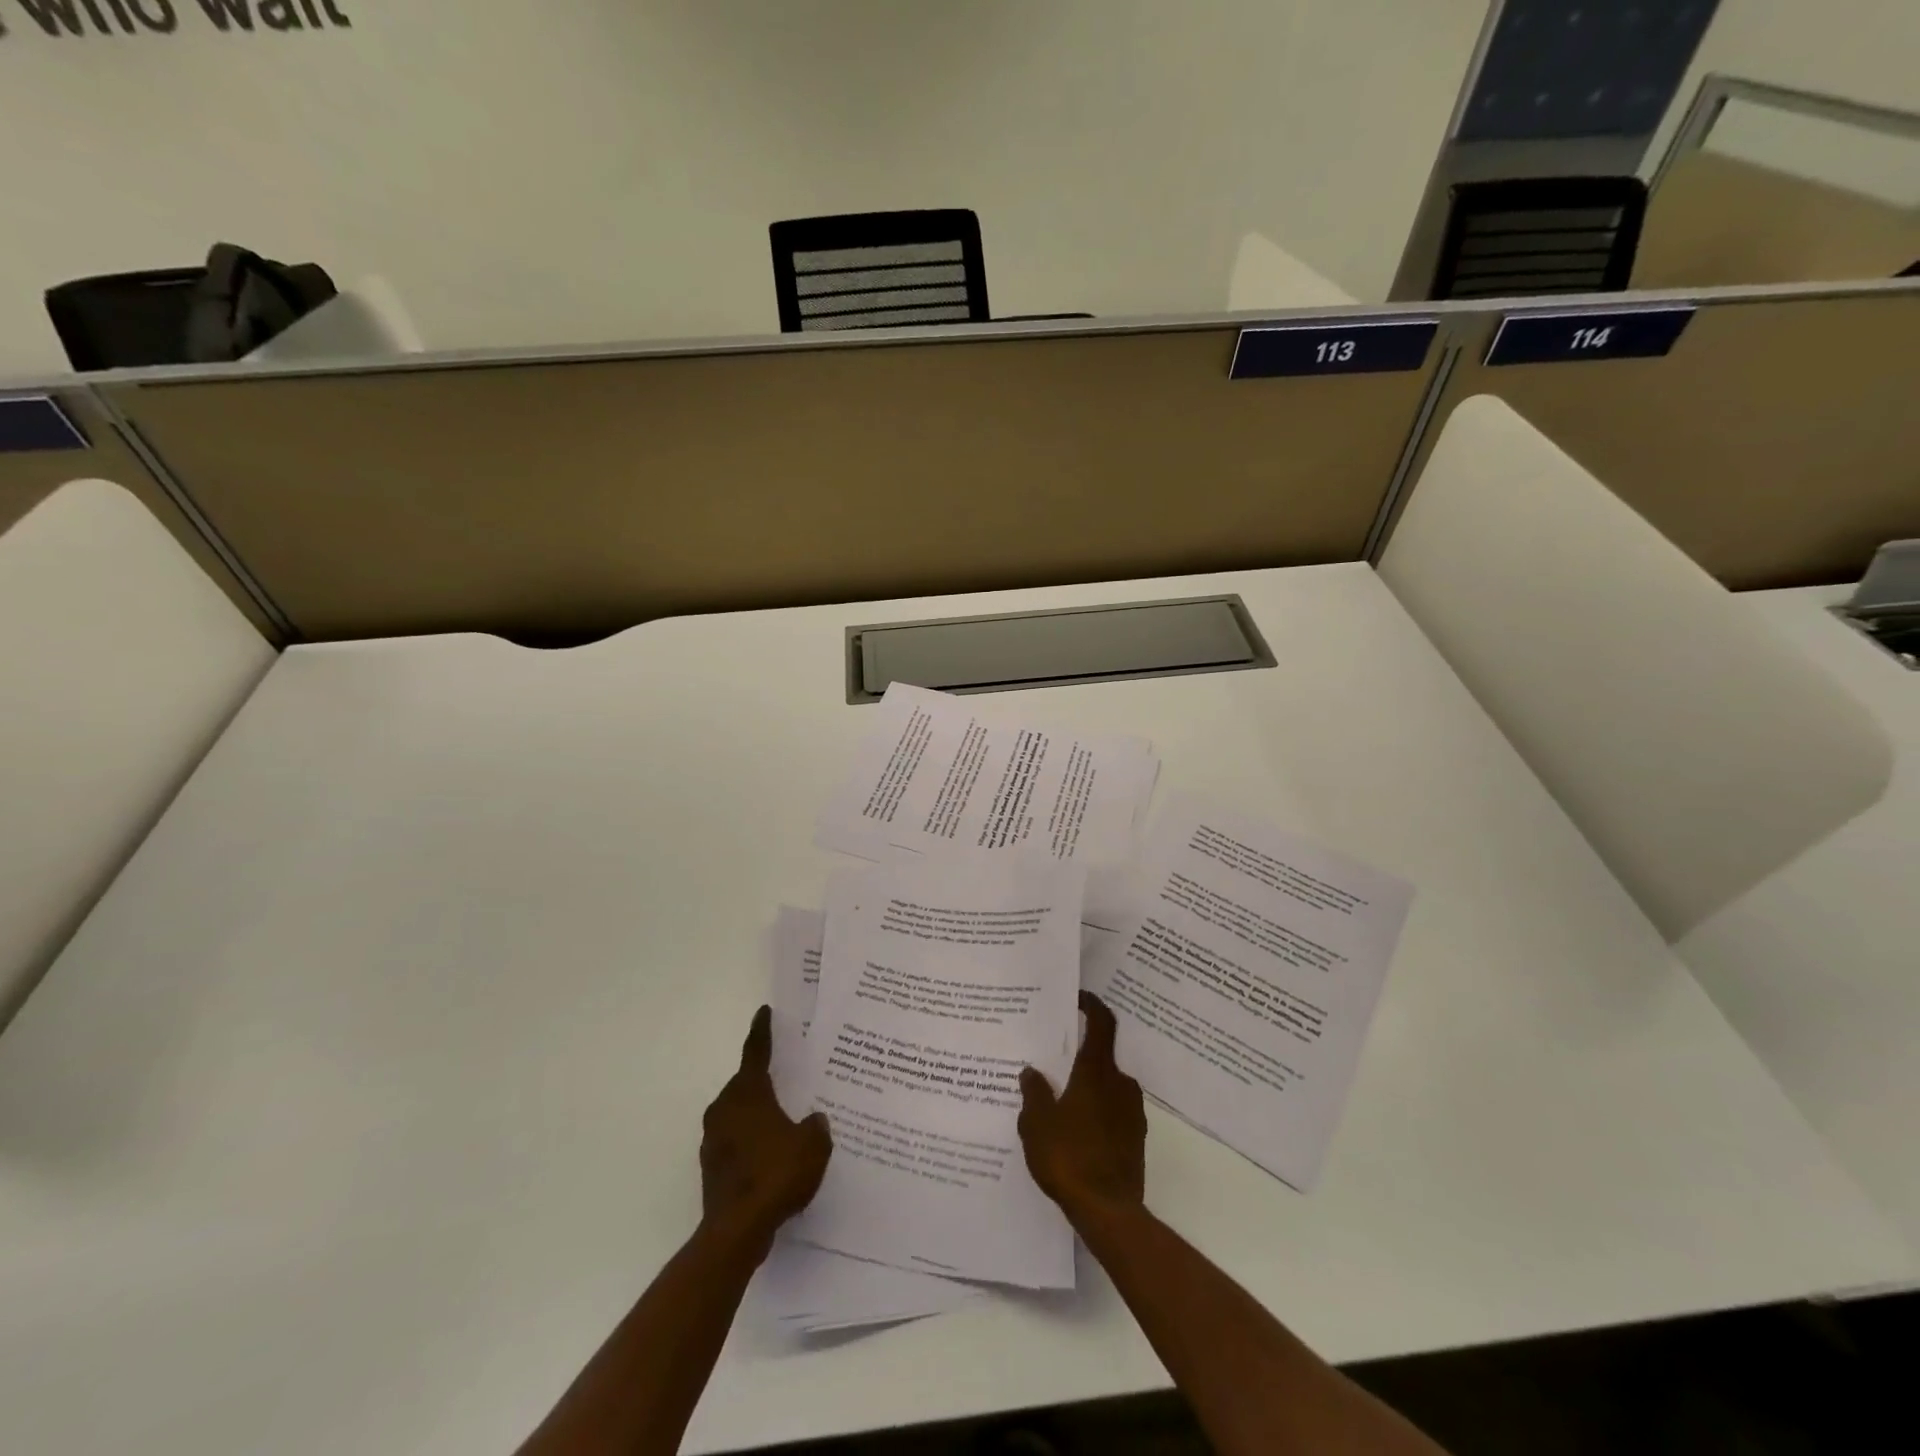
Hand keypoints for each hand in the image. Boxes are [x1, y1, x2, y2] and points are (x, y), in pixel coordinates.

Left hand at [699, 1006, 831, 1253]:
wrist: (736, 1231)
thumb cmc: (776, 1174)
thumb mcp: (812, 1145)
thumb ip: (816, 1126)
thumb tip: (813, 1120)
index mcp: (748, 1093)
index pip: (756, 1052)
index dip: (762, 1031)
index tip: (764, 1012)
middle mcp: (726, 1108)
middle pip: (745, 1083)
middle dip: (764, 1079)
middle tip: (787, 1075)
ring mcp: (714, 1138)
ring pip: (739, 1113)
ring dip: (757, 1112)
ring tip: (783, 1119)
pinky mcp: (712, 1166)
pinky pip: (735, 1140)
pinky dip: (751, 1140)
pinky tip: (772, 1155)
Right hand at [1018, 991, 1146, 1220]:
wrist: (1109, 1211)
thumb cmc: (1068, 1157)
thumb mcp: (1036, 1123)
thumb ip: (1034, 1092)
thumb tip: (1032, 1072)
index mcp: (1097, 1071)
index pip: (1102, 1023)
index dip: (1092, 1005)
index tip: (1078, 997)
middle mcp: (1120, 1083)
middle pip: (1101, 1056)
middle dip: (1079, 1057)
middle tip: (1054, 1063)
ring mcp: (1132, 1112)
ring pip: (1107, 1086)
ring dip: (1087, 1087)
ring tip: (1059, 1103)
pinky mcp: (1136, 1138)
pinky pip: (1113, 1111)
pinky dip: (1096, 1111)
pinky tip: (1075, 1132)